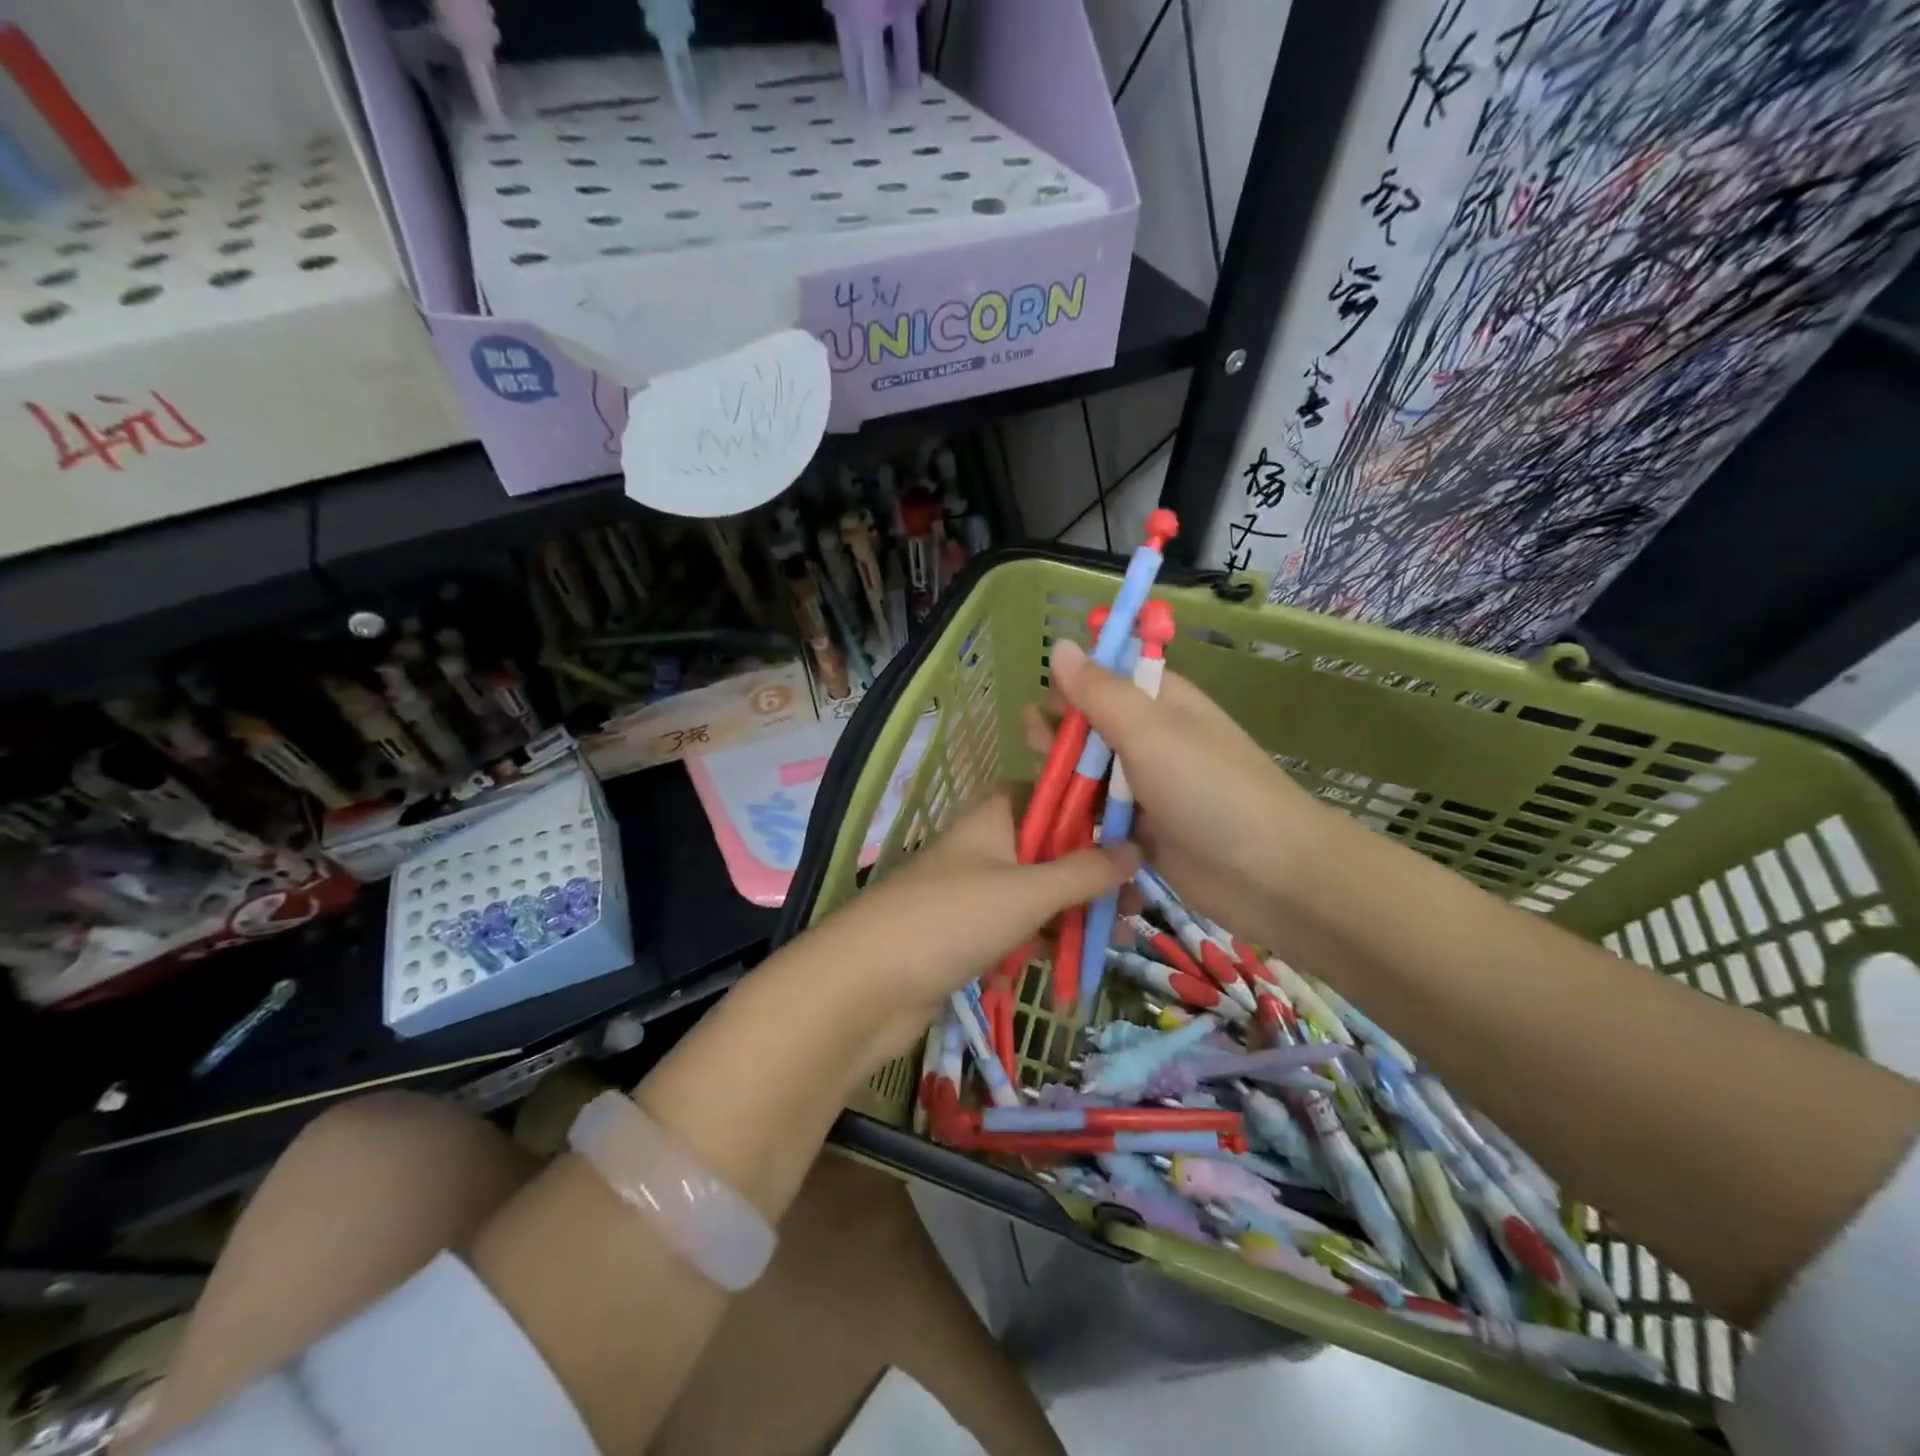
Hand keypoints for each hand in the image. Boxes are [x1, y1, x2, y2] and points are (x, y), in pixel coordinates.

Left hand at [816, 793, 1136, 1074]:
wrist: (866, 987)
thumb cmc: (951, 919)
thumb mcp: (1027, 892)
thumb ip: (1083, 871)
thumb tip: (1135, 850)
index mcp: (993, 816)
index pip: (1048, 793)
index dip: (1089, 808)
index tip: (1133, 833)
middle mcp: (982, 846)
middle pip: (1047, 847)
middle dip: (1089, 873)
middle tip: (1133, 903)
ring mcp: (970, 892)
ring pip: (1034, 893)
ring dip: (1070, 912)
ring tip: (1115, 938)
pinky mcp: (962, 934)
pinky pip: (1013, 929)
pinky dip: (1039, 941)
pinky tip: (1070, 964)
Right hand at [1033, 638, 1326, 949]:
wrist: (1271, 877)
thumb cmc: (1211, 791)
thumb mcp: (1151, 732)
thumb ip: (1100, 693)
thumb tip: (1058, 644)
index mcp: (1159, 703)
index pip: (1104, 678)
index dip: (1070, 686)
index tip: (1043, 706)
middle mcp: (1150, 739)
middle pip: (1090, 727)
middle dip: (1059, 735)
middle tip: (1036, 751)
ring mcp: (1145, 787)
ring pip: (1089, 773)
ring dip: (1063, 779)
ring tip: (1039, 789)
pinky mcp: (1140, 830)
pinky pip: (1098, 816)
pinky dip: (1076, 817)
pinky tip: (1050, 822)